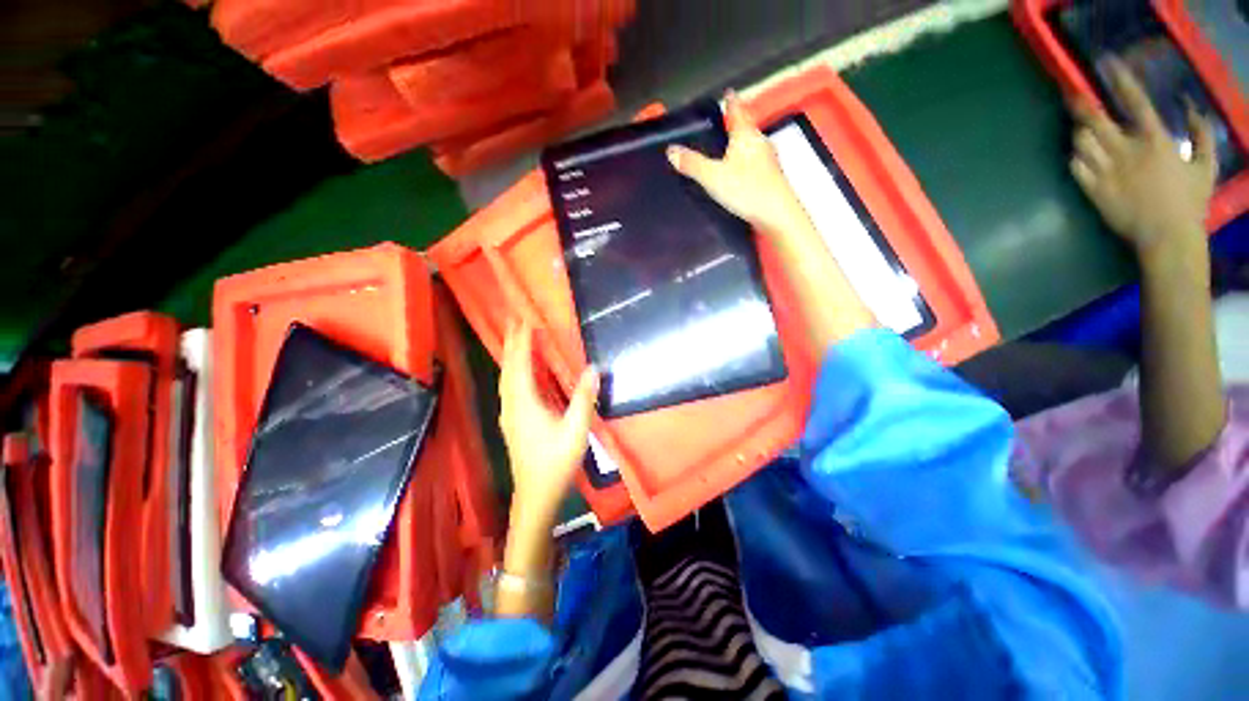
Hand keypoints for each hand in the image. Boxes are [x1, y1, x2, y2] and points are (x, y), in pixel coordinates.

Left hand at [498, 321, 598, 527]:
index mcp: (524, 403)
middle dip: (511, 343)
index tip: (523, 319)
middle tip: (515, 321)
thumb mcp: (576, 430)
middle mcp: (512, 405)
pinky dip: (514, 372)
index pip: (520, 364)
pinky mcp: (513, 422)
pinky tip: (522, 373)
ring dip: (511, 356)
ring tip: (517, 340)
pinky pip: (510, 388)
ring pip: (506, 378)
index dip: (522, 341)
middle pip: (508, 368)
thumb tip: (593, 368)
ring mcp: (509, 415)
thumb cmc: (556, 462)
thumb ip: (584, 398)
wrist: (536, 495)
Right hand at [667, 92, 811, 241]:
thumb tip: (671, 150)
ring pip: (751, 144)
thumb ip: (692, 164)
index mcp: (745, 135)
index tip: (728, 92)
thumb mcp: (712, 177)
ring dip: (741, 143)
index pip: (736, 110)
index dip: (731, 101)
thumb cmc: (746, 189)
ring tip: (728, 147)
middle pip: (746, 127)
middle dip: (735, 123)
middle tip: (724, 122)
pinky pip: (755, 161)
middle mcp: (759, 142)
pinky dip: (745, 160)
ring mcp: (768, 159)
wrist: (776, 213)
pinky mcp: (771, 176)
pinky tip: (740, 171)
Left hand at [1068, 60, 1216, 263]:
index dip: (1120, 80)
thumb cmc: (1189, 202)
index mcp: (1156, 140)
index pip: (1135, 101)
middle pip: (1096, 120)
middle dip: (1082, 105)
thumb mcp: (1205, 165)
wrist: (1166, 237)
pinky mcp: (1094, 190)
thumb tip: (1192, 108)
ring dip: (1079, 133)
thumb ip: (1203, 134)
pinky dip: (1075, 157)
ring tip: (1081, 130)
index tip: (1108, 65)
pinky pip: (1075, 167)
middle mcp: (1127, 151)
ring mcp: (1107, 172)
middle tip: (1072, 96)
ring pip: (1081, 142)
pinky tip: (1080, 155)